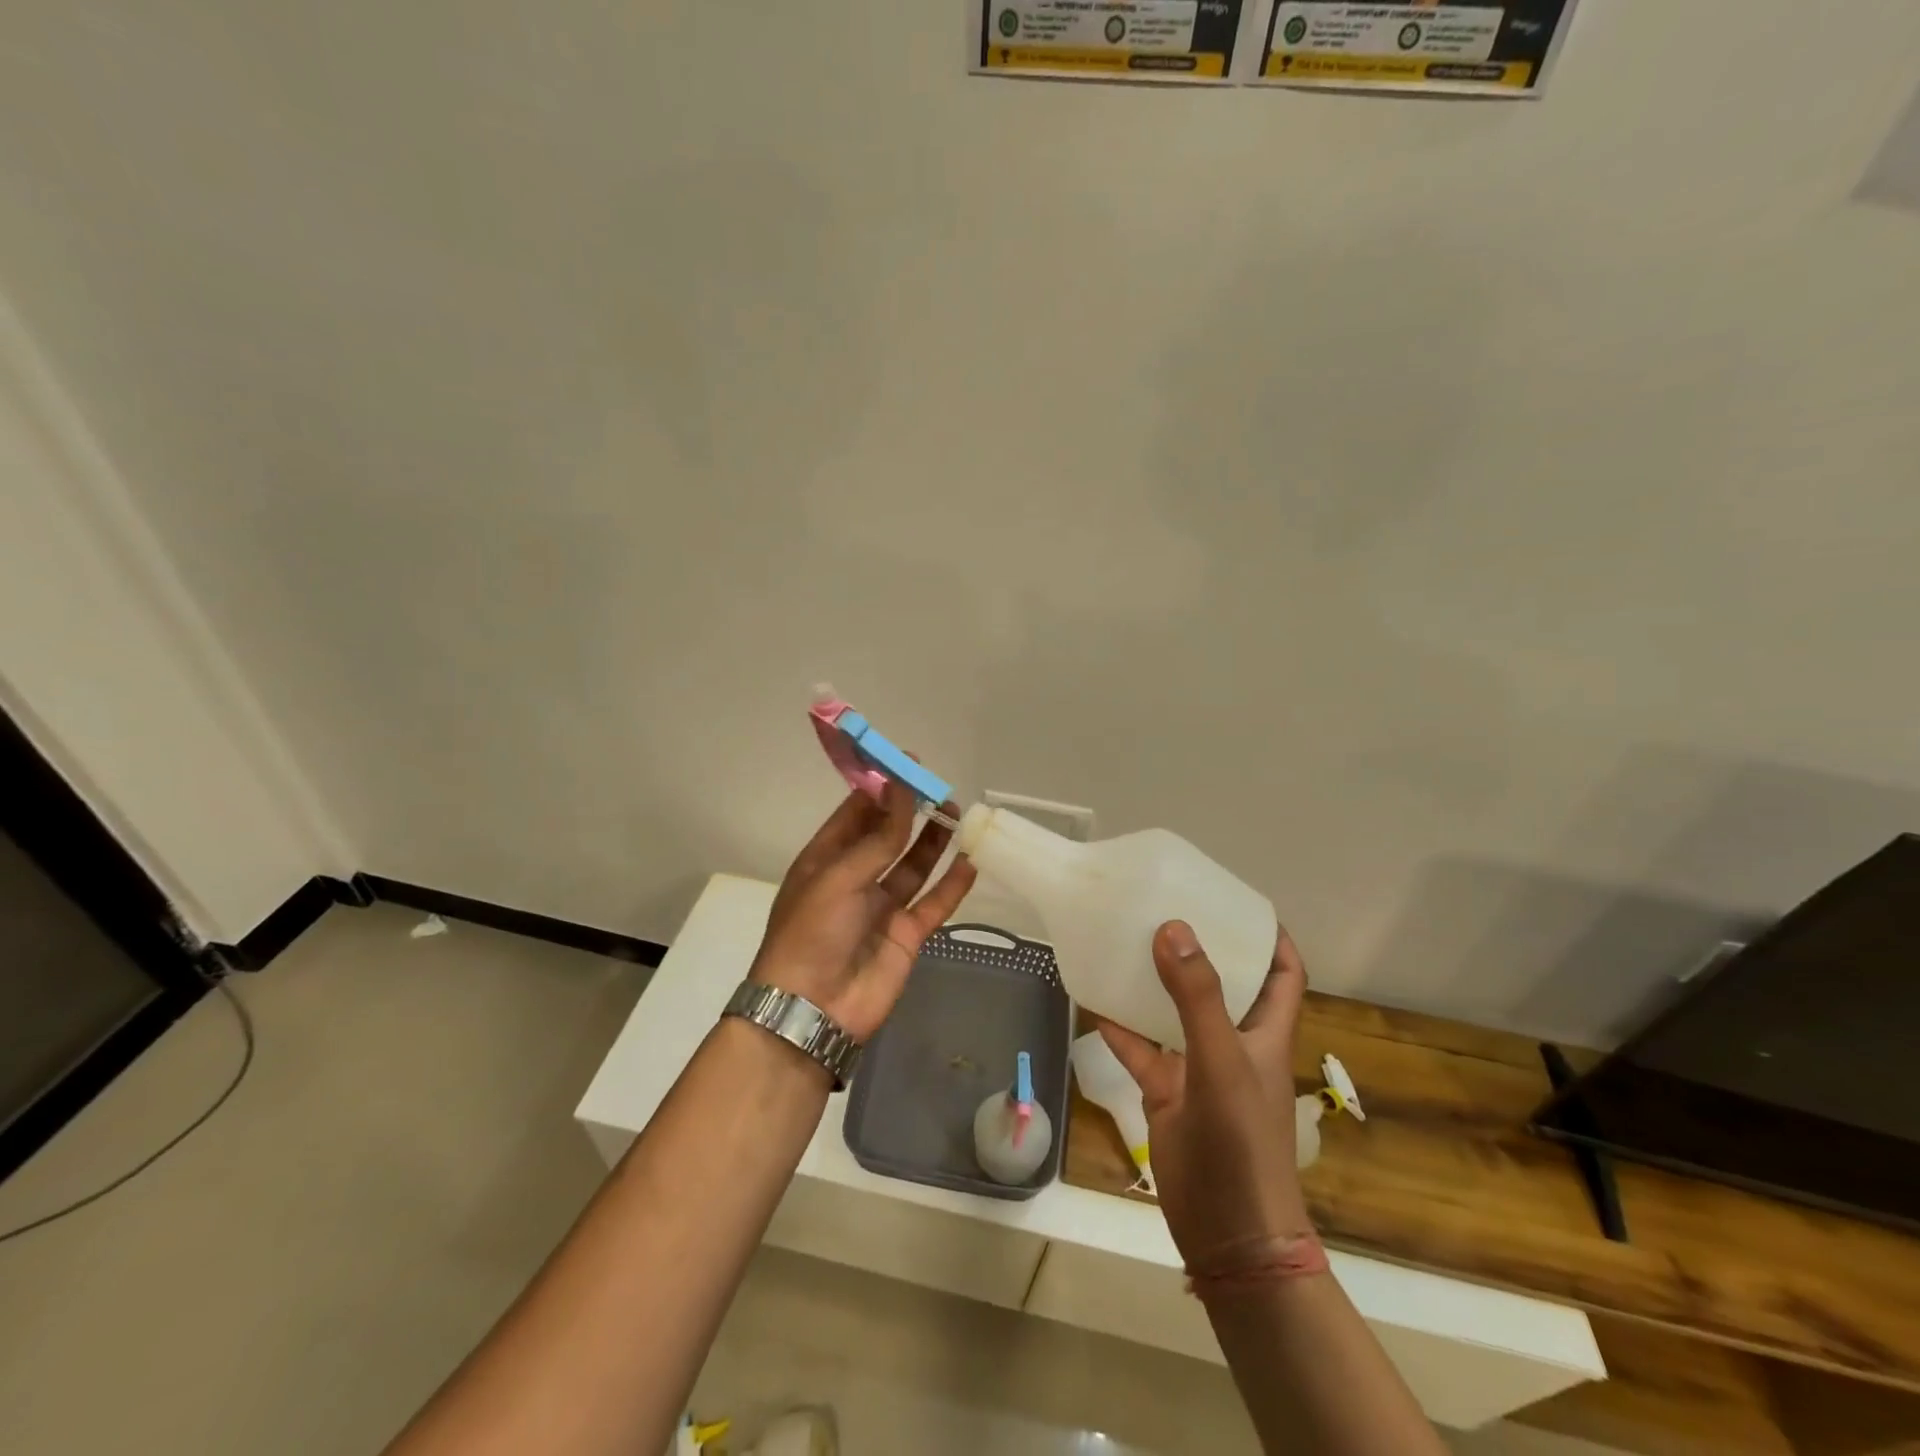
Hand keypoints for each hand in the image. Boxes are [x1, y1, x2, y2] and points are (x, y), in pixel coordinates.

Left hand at [750, 784, 977, 1041]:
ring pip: (913, 866)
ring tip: (957, 813)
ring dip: (933, 841)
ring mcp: (881, 908)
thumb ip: (878, 838)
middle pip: (888, 836)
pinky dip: (952, 885)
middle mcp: (854, 878)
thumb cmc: (811, 933)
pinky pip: (934, 903)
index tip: (908, 763)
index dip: (881, 788)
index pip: (855, 813)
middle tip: (939, 788)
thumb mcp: (839, 877)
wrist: (813, 1011)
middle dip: (911, 811)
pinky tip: (970, 863)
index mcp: (825, 860)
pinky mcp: (906, 935)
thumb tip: (902, 790)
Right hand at [1093, 921, 1311, 1269]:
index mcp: (1266, 1032)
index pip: (1282, 972)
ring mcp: (1198, 1067)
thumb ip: (1197, 998)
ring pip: (1174, 1012)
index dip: (1269, 936)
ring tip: (1123, 939)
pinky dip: (1118, 1026)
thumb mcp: (1222, 1063)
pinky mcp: (1166, 1092)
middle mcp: (1235, 1043)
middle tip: (1164, 908)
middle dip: (1199, 948)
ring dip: (1152, 982)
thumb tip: (1173, 928)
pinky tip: (1091, 998)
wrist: (1228, 1234)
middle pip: (1222, 982)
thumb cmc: (1241, 1143)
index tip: (1233, 901)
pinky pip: (1139, 1047)